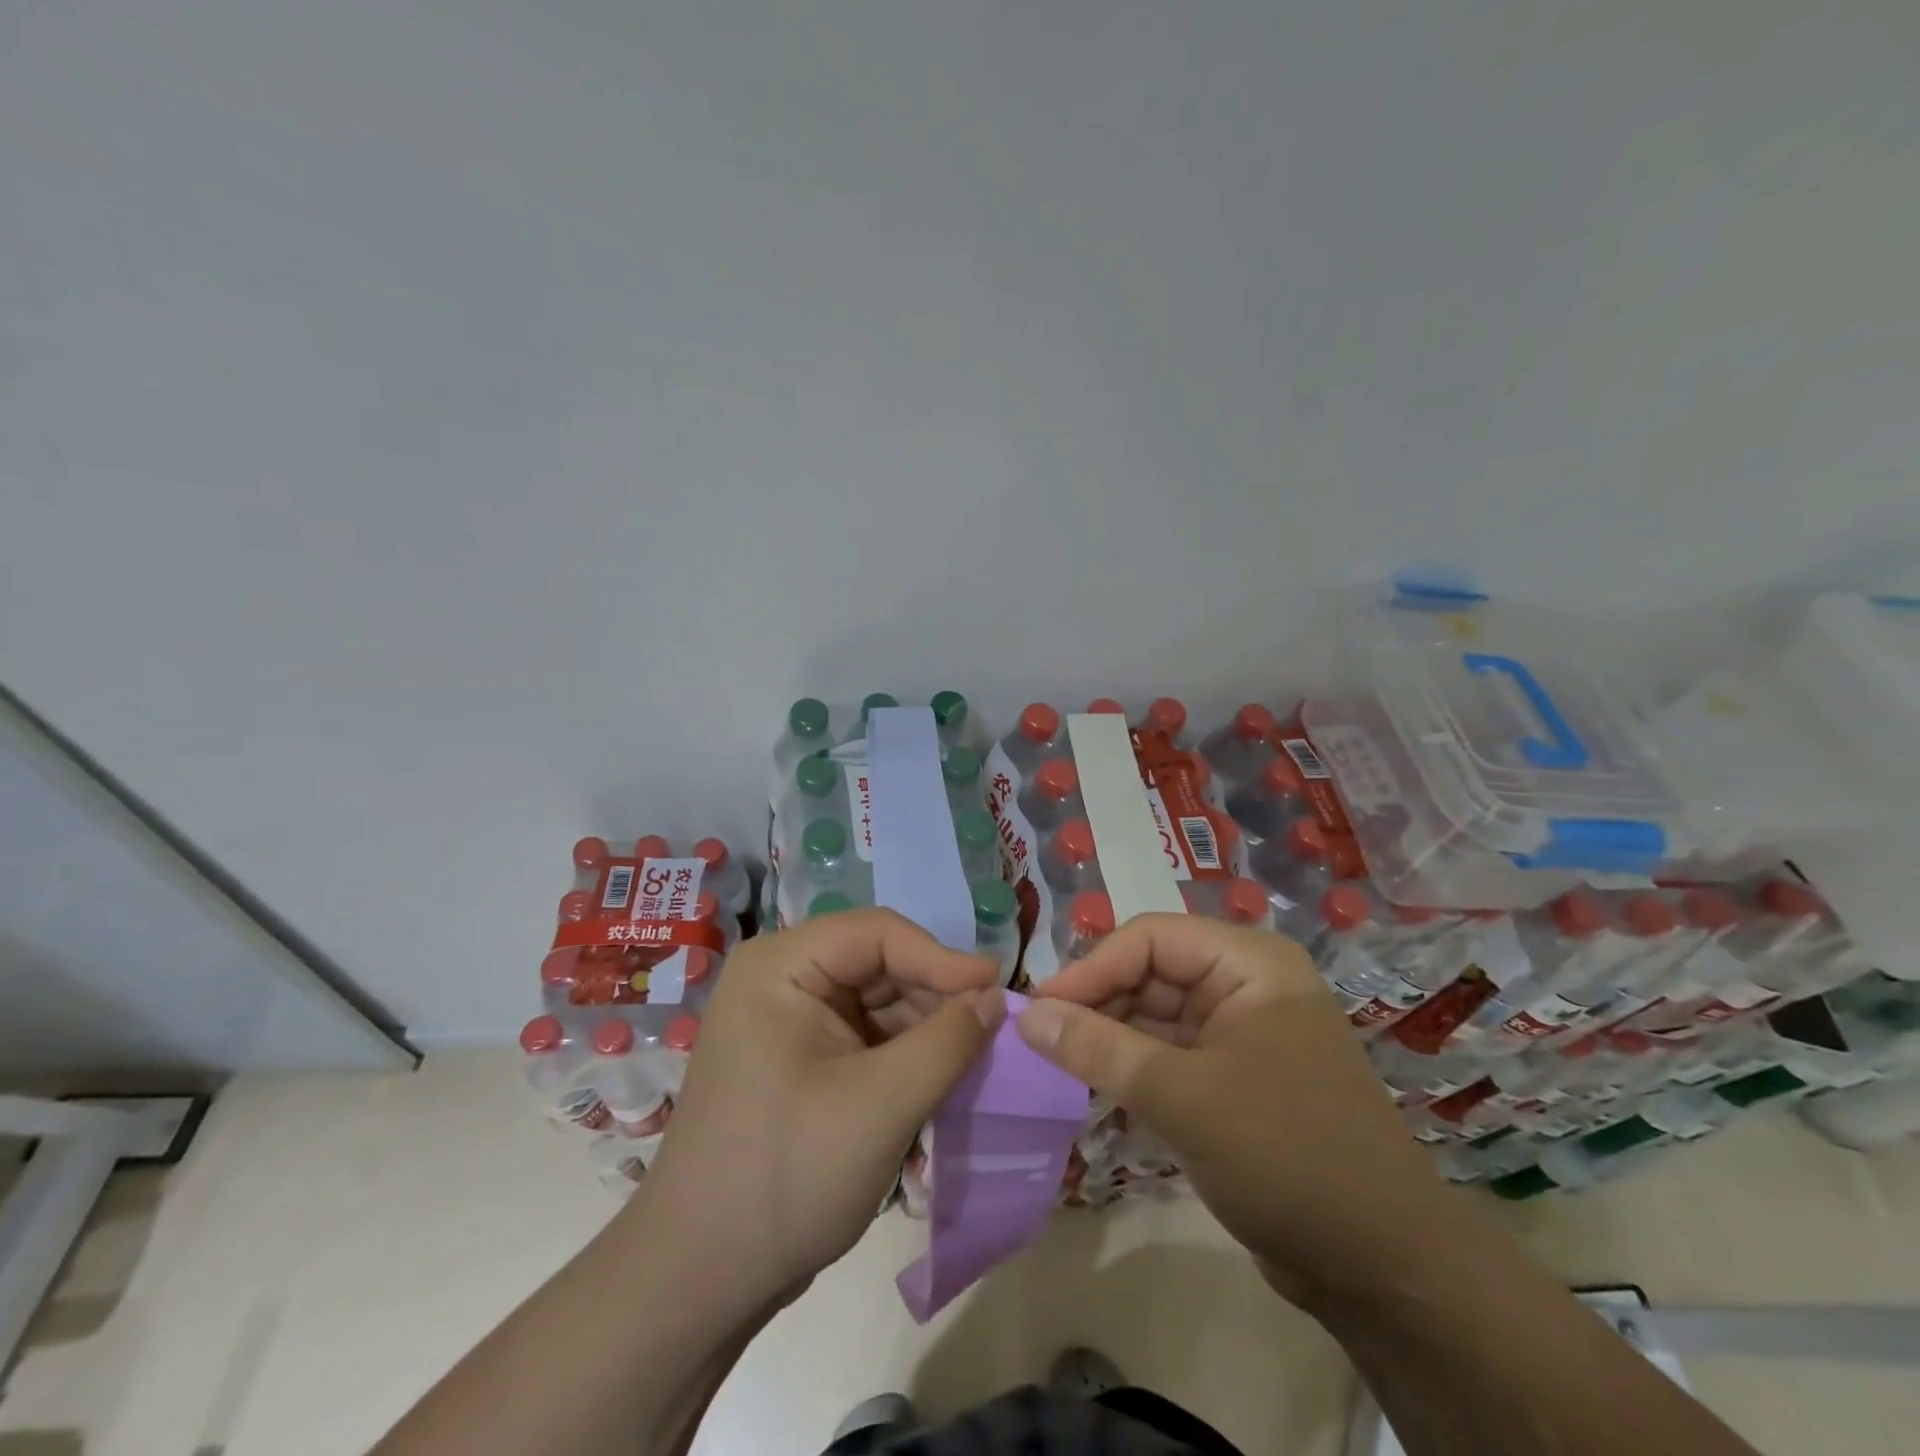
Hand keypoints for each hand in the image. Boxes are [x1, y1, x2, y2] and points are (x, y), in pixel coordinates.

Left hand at [637, 908, 1002, 1310]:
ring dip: (925, 1029)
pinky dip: (905, 1055)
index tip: (998, 989)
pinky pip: (866, 1037)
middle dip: (935, 997)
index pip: (877, 933)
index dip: (941, 957)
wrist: (698, 1281)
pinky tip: (939, 1080)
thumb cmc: (786, 1176)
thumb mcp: (881, 1105)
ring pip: (878, 1002)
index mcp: (781, 966)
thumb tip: (996, 997)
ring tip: (975, 1060)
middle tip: (993, 1031)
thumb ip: (947, 1042)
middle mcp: (782, 979)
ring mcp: (789, 1021)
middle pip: (879, 964)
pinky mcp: (800, 1060)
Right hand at [1016, 914, 1448, 1304]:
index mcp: (1249, 964)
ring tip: (1056, 1062)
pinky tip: (1092, 1086)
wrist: (1381, 1269)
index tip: (1038, 1007)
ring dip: (1108, 1036)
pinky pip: (1167, 1053)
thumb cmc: (1285, 1156)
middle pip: (1150, 972)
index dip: (1091, 967)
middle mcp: (1245, 984)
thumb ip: (1099, 1049)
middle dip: (1097, 1002)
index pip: (1151, 938)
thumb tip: (1026, 1014)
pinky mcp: (1232, 1077)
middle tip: (1040, 1039)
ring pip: (1154, 1014)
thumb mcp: (1182, 1097)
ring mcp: (1240, 1032)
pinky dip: (1130, 1067)